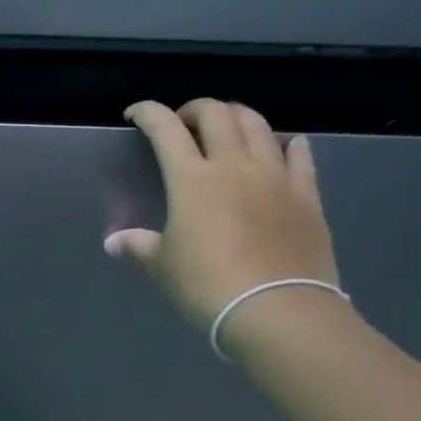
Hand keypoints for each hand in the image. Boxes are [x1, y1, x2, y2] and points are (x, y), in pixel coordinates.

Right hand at [105, 99, 340, 342]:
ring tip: (227, 130)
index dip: (148, 112)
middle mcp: (234, 165)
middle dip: (194, 109)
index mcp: (192, 178)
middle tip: (183, 124)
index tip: (135, 114)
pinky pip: (300, 155)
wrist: (278, 310)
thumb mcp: (162, 266)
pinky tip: (284, 146)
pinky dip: (287, 144)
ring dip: (238, 117)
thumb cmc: (208, 285)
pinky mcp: (307, 195)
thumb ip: (138, 245)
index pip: (165, 128)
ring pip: (258, 125)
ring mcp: (275, 177)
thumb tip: (114, 242)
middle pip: (217, 114)